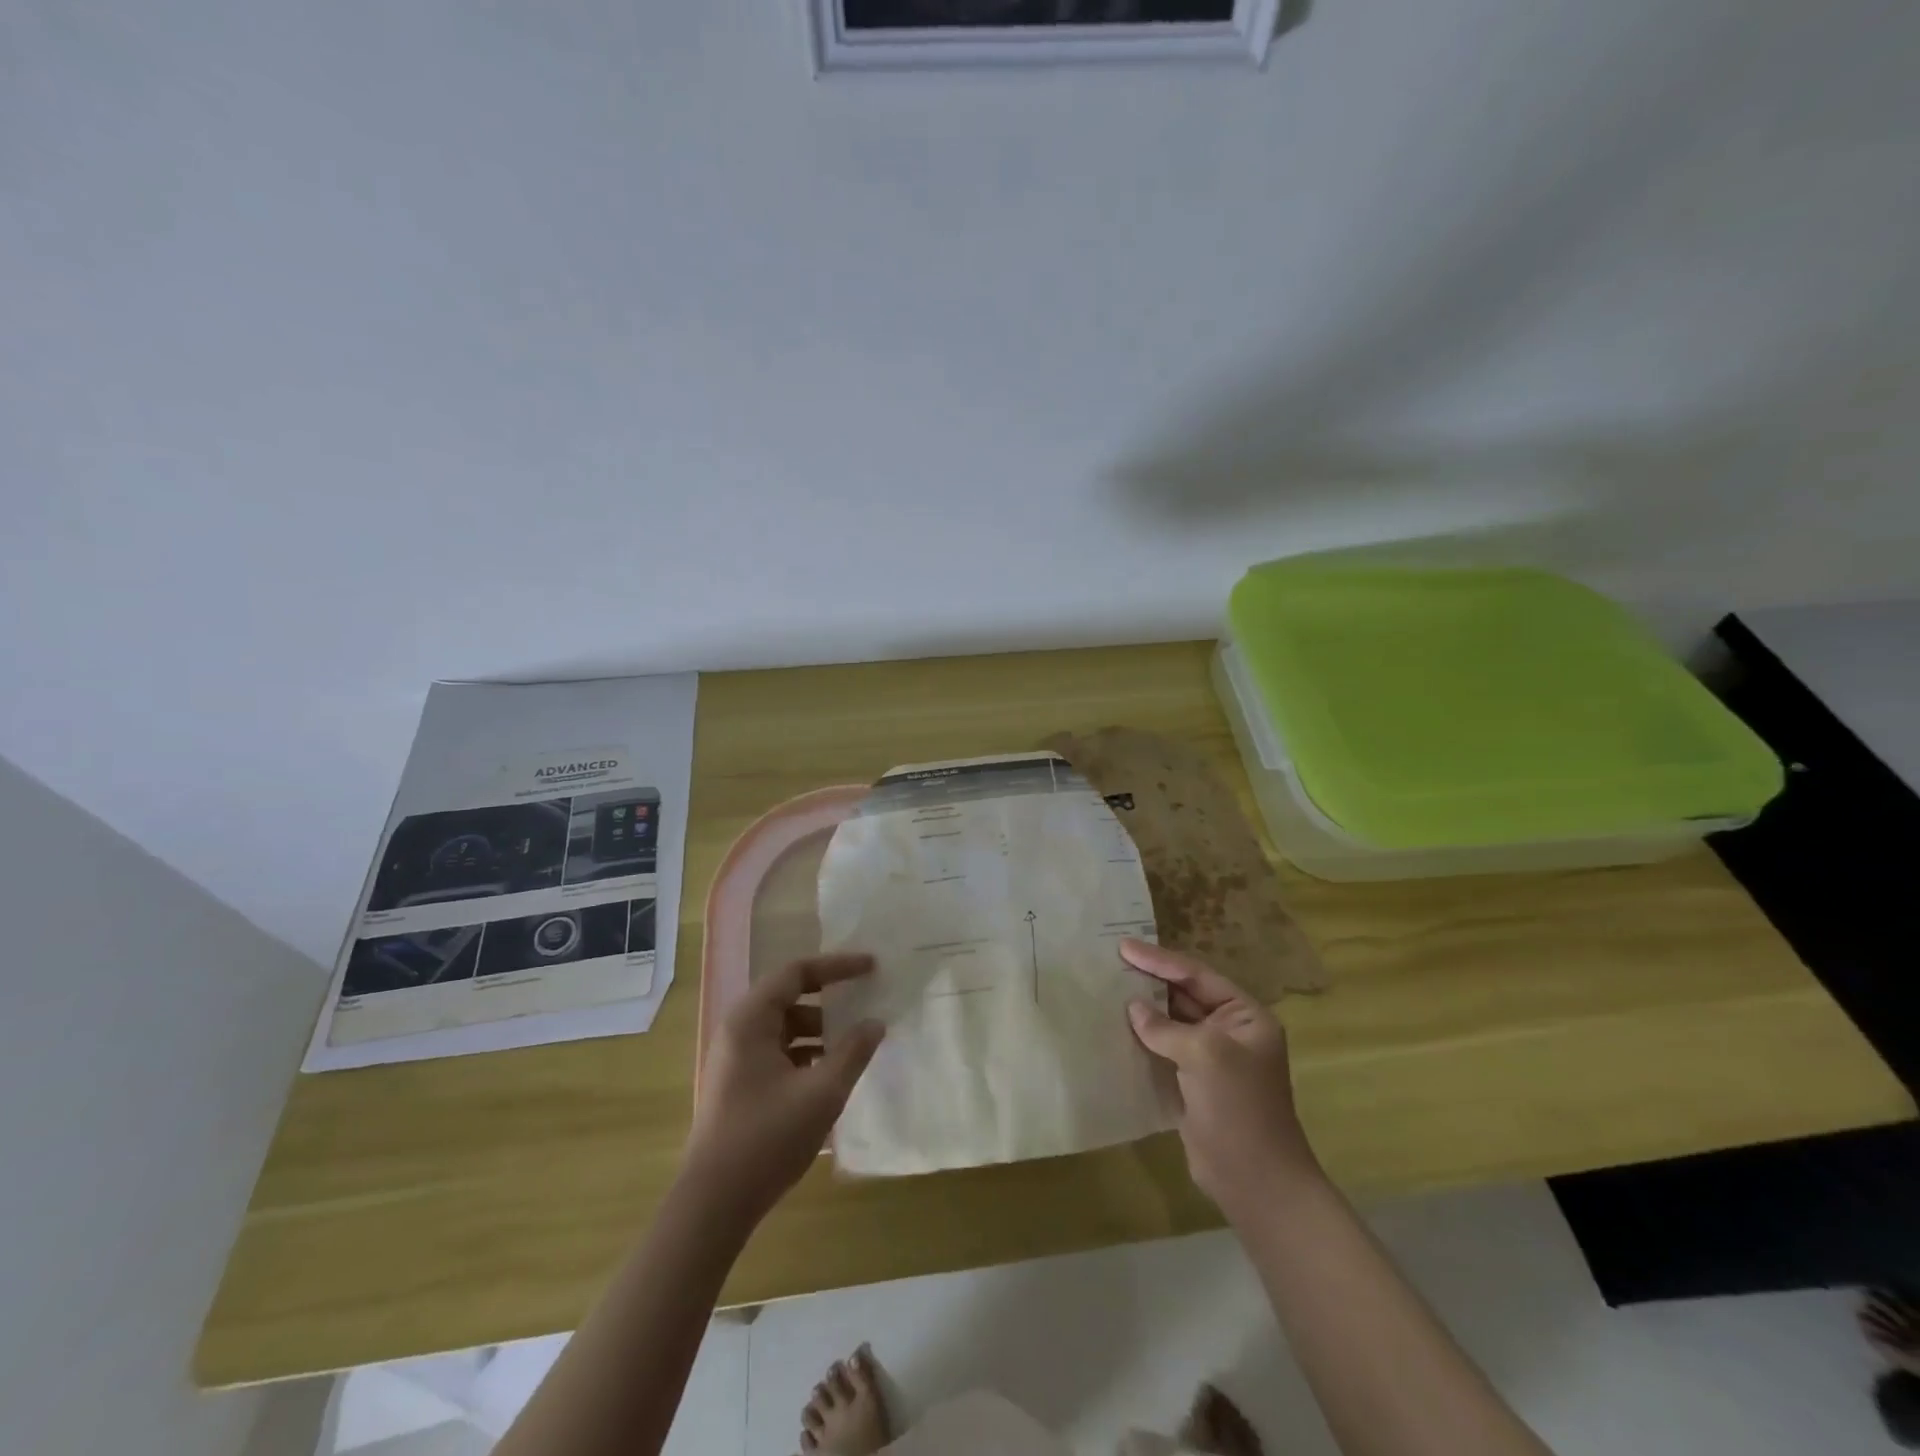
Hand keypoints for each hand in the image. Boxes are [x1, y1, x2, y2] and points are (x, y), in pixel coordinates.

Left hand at [684, 953, 885, 1227]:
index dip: (837, 966)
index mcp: (750, 1019)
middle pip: (790, 996)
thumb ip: (853, 1051)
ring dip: (821, 1029)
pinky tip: (831, 1073)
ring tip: (856, 1042)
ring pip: (786, 1026)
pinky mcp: (740, 1084)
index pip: (797, 972)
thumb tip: (876, 1023)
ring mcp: (736, 1058)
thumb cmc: (767, 1138)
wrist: (713, 1205)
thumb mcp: (822, 1093)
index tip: (872, 967)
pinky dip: (807, 1053)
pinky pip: (779, 1051)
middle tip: (867, 1001)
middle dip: (831, 998)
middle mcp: (739, 1030)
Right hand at [1123, 937, 1321, 1217]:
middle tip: (1112, 961)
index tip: (1124, 947)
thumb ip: (1166, 1027)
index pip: (1197, 976)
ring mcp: (1211, 1059)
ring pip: (1171, 1022)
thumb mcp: (1206, 1055)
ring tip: (1108, 988)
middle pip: (1184, 995)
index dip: (1160, 960)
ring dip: (1143, 1009)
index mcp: (1245, 1015)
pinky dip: (1142, 1038)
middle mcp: (1230, 1031)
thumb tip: (1133, 1008)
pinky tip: (1116, 1028)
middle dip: (1150, 980)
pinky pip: (1163, 1049)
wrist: (1254, 1181)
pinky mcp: (1193, 1083)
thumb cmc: (1238, 1107)